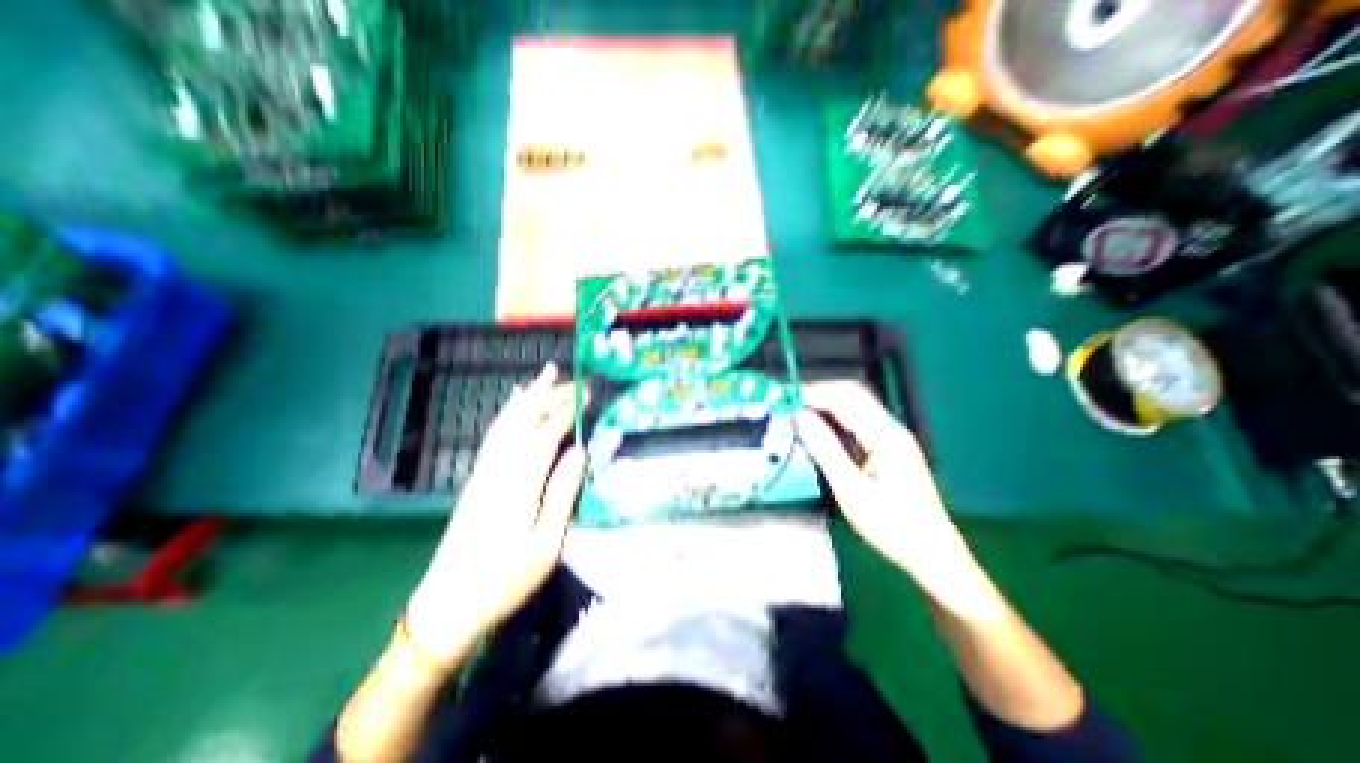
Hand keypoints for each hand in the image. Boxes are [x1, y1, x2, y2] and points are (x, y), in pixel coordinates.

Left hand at [407, 364, 590, 668]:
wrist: (447, 605)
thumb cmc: (504, 579)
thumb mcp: (545, 545)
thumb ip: (562, 493)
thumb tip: (579, 451)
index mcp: (518, 484)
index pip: (545, 434)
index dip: (567, 410)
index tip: (587, 392)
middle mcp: (498, 469)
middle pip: (524, 420)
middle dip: (551, 394)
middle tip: (575, 378)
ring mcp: (484, 471)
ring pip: (507, 421)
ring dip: (529, 395)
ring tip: (545, 374)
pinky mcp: (478, 478)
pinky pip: (495, 434)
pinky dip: (508, 412)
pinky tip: (515, 402)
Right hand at [798, 382, 989, 606]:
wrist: (934, 554)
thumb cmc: (892, 526)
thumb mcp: (851, 491)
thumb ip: (825, 450)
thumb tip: (800, 417)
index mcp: (885, 436)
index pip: (844, 399)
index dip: (813, 393)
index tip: (787, 397)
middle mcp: (891, 429)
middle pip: (852, 396)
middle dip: (819, 394)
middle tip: (790, 403)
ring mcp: (893, 438)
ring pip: (856, 407)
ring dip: (827, 406)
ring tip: (800, 414)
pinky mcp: (890, 448)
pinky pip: (859, 423)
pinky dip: (837, 421)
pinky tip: (823, 431)